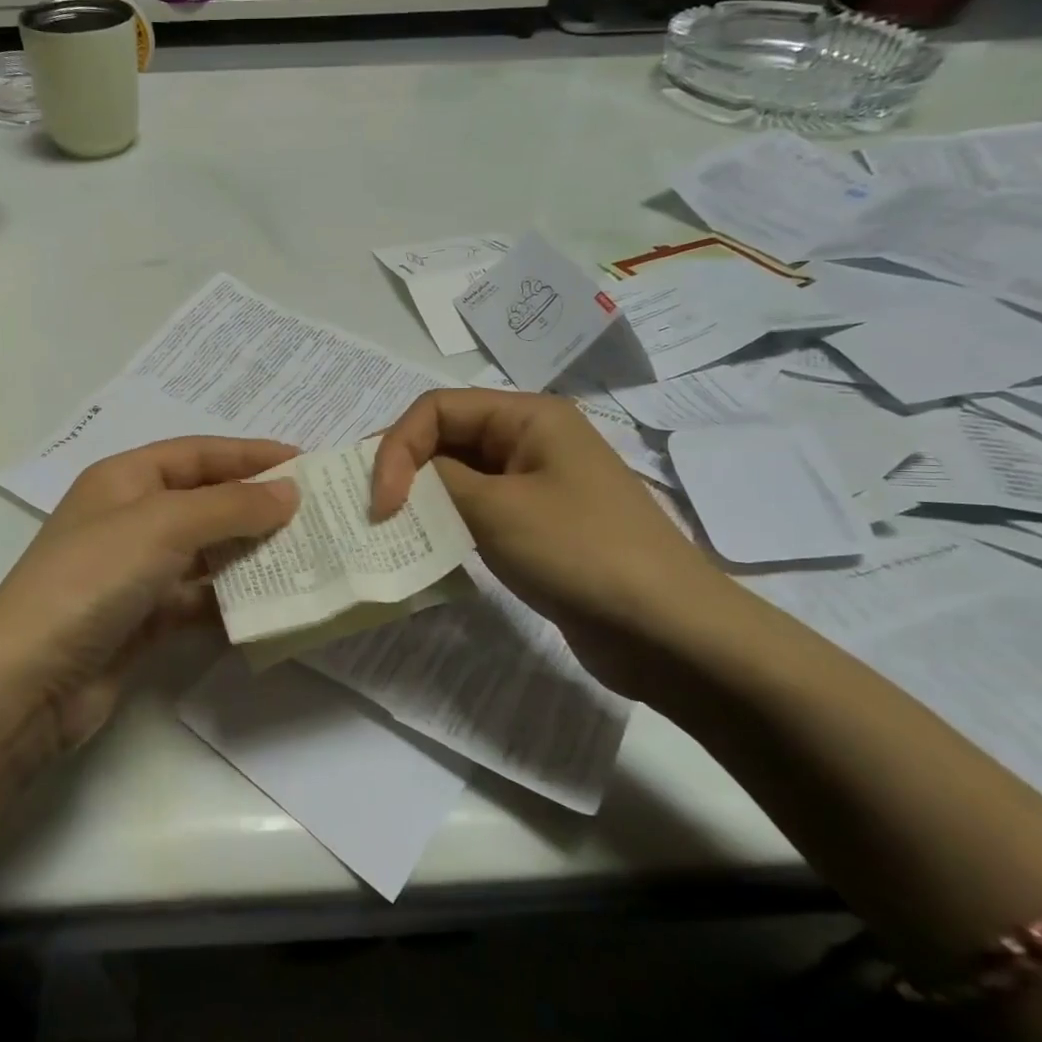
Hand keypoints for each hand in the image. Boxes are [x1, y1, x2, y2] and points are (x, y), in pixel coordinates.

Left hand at [0, 437, 298, 750]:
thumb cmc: (93, 579)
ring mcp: (135, 572)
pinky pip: (198, 599)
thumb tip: (289, 491)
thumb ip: (230, 506)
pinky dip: (230, 601)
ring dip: (250, 554)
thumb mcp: (163, 525)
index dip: (250, 454)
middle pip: (205, 501)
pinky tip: (271, 606)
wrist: (30, 680)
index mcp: (124, 479)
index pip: (198, 453)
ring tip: (306, 556)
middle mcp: (129, 518)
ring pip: (205, 553)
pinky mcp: (142, 619)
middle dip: (256, 505)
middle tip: (316, 513)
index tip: (305, 461)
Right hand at [370, 389, 735, 699]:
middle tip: (373, 512)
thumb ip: (437, 481)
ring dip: (421, 498)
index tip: (380, 503)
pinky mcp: (536, 526)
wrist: (669, 632)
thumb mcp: (497, 508)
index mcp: (529, 416)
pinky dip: (446, 523)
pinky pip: (477, 510)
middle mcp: (530, 440)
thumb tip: (401, 478)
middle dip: (404, 469)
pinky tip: (426, 548)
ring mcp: (535, 484)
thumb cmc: (582, 552)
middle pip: (446, 437)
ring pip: (458, 476)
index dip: (397, 447)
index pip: (437, 409)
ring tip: (390, 530)